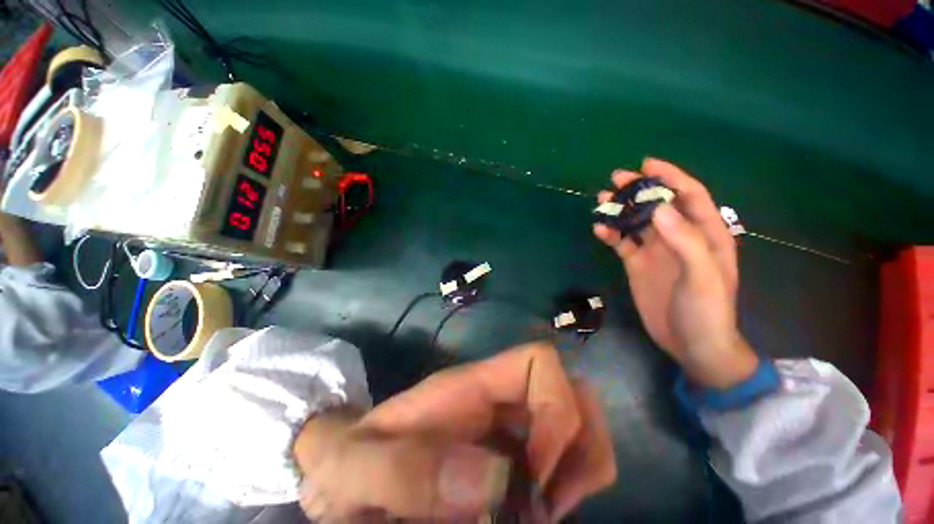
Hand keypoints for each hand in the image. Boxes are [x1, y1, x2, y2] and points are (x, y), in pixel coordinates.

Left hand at [293, 342, 616, 521]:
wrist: (345, 477)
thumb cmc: (348, 466)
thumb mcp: (357, 469)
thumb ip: (405, 470)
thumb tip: (496, 481)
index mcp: (469, 385)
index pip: (539, 360)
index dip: (555, 408)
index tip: (536, 476)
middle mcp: (499, 398)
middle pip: (573, 389)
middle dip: (579, 442)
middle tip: (548, 502)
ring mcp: (512, 427)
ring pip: (581, 420)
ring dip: (582, 467)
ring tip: (545, 511)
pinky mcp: (516, 455)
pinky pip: (570, 455)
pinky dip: (572, 482)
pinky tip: (541, 512)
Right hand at [593, 158, 757, 388]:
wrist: (691, 344)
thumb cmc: (706, 309)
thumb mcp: (702, 275)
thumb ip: (684, 240)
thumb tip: (657, 209)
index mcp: (705, 233)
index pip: (689, 195)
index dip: (670, 177)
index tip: (646, 164)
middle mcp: (679, 237)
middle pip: (657, 205)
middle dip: (639, 190)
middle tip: (615, 180)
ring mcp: (656, 251)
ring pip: (637, 222)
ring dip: (621, 210)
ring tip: (602, 200)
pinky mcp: (638, 264)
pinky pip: (622, 243)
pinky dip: (611, 233)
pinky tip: (599, 229)